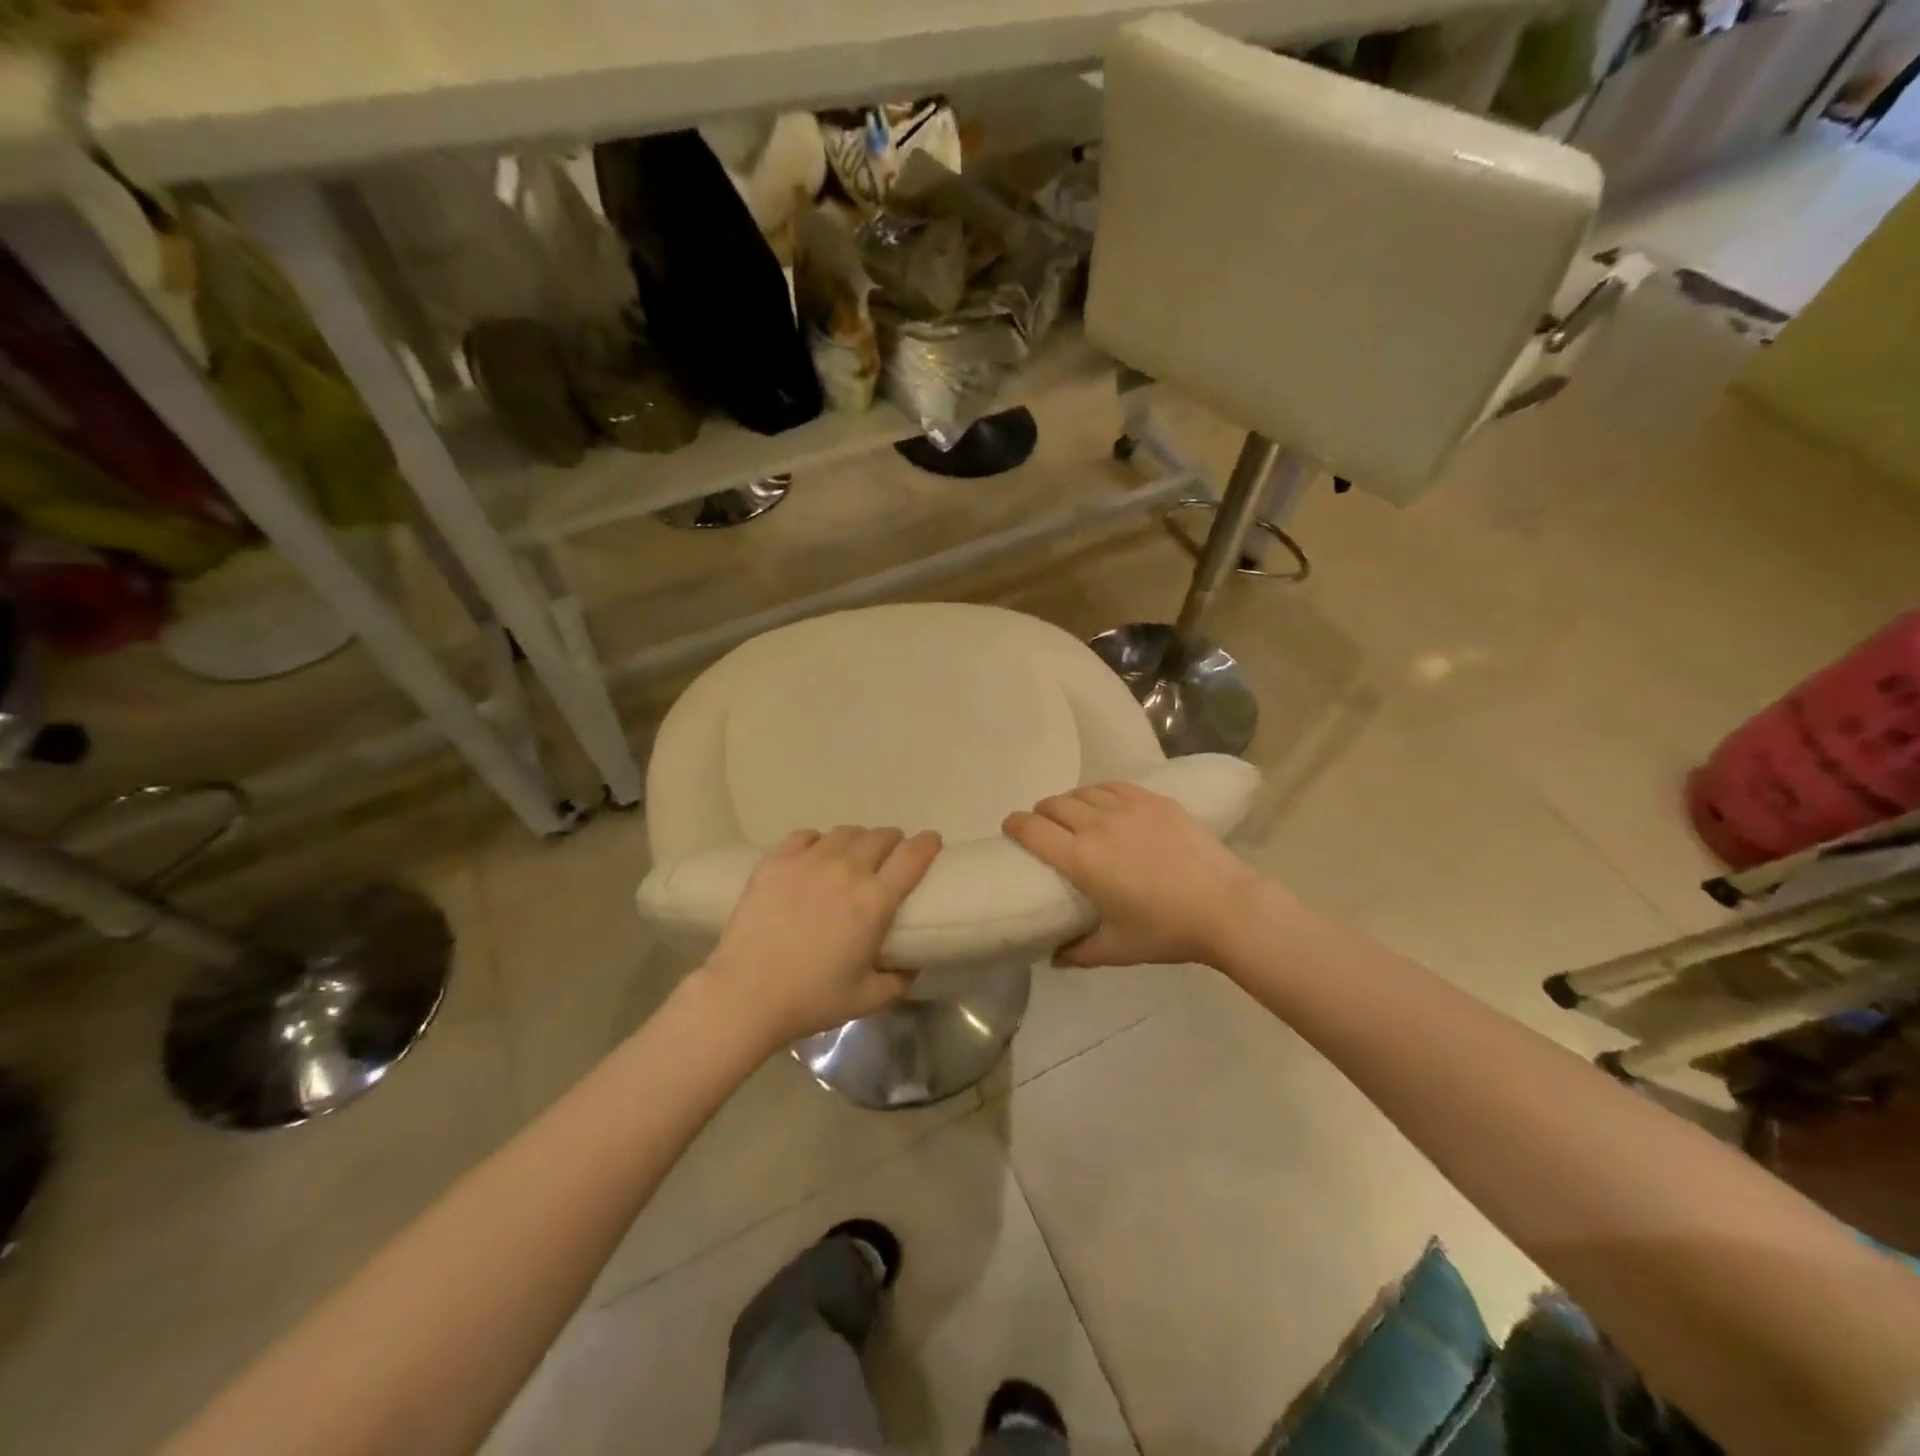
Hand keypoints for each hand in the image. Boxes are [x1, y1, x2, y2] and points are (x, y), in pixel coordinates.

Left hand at [698, 825, 942, 1047]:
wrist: (746, 994)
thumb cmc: (811, 999)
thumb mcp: (868, 999)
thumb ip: (899, 980)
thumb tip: (912, 964)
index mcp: (875, 901)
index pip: (912, 856)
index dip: (928, 843)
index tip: (932, 841)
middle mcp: (847, 870)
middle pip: (880, 836)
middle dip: (893, 841)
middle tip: (890, 856)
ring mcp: (809, 861)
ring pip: (845, 832)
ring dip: (858, 840)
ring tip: (852, 855)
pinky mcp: (776, 860)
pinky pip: (807, 835)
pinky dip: (818, 841)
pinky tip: (815, 855)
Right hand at [1004, 782, 1265, 967]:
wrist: (1226, 906)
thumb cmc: (1167, 931)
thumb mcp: (1118, 949)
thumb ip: (1079, 952)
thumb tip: (1053, 957)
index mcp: (1081, 860)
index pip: (1032, 830)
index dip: (1014, 824)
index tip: (1009, 827)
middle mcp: (1097, 825)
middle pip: (1054, 805)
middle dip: (1041, 813)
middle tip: (1043, 828)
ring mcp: (1128, 808)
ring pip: (1083, 792)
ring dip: (1069, 802)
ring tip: (1073, 816)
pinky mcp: (1155, 800)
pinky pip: (1114, 786)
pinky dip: (1099, 792)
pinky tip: (1105, 803)